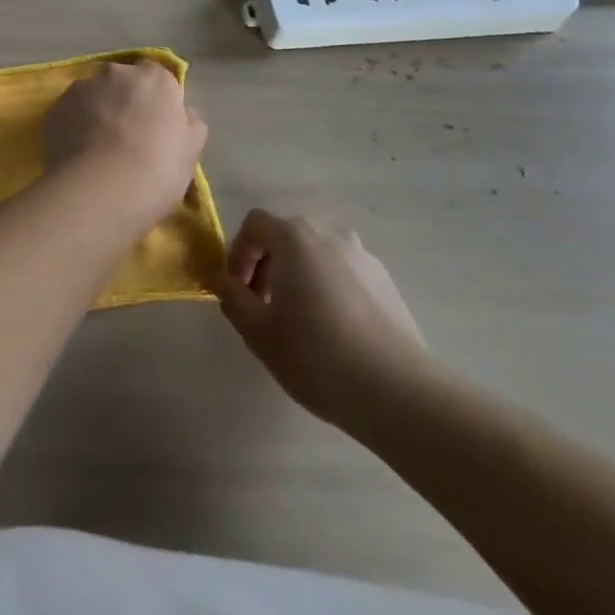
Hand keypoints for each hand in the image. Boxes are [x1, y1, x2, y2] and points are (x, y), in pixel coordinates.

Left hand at [43, 61, 207, 223]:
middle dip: (124, 100)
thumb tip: (184, 114)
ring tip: (98, 149)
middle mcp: (116, 73)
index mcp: (155, 78)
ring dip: (97, 111)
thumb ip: (190, 124)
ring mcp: (82, 88)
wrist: (101, 191)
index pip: (156, 77)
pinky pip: (70, 113)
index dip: (156, 99)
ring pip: (93, 95)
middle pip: (122, 82)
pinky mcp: (55, 108)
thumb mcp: (191, 151)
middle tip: (127, 136)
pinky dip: (74, 126)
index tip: (155, 124)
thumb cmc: (157, 170)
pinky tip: (79, 154)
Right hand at [216, 209, 426, 427]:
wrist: (396, 390)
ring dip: (300, 276)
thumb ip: (232, 298)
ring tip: (301, 321)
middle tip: (264, 307)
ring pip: (318, 255)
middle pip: (288, 236)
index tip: (238, 290)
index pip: (255, 224)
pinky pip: (345, 272)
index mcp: (295, 238)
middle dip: (269, 265)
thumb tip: (219, 278)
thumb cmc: (316, 355)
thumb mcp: (259, 332)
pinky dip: (330, 288)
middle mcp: (329, 234)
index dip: (239, 252)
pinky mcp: (387, 281)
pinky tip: (336, 332)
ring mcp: (363, 256)